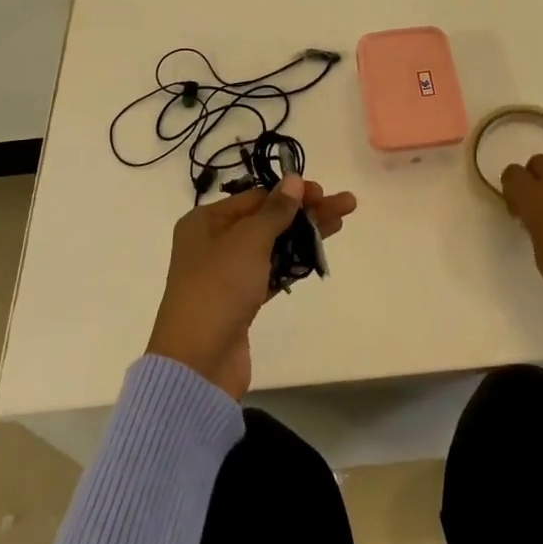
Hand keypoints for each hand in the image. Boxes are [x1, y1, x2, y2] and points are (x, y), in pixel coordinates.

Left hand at [146, 174, 357, 399]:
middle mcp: (213, 243)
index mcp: (205, 221)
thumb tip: (293, 179)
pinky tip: (319, 254)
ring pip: (273, 245)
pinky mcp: (241, 302)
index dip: (289, 192)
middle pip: (267, 219)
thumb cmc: (219, 288)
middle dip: (305, 211)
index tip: (321, 191)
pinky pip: (271, 272)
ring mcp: (227, 274)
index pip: (255, 197)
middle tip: (344, 205)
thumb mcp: (248, 241)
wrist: (198, 364)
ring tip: (340, 223)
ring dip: (304, 234)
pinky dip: (293, 262)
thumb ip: (275, 210)